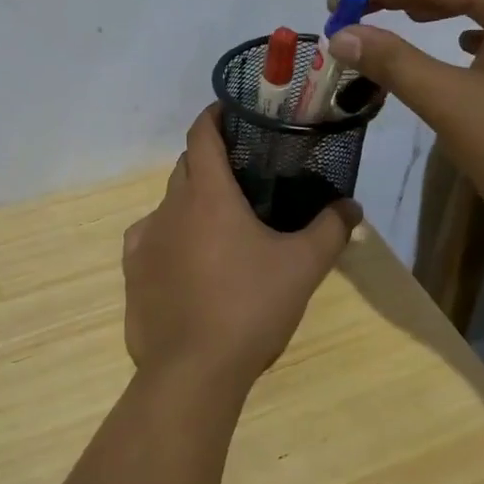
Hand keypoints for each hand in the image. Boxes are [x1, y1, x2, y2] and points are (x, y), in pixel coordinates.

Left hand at [122, 106, 360, 395]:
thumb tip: (351, 206)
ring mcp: (144, 238)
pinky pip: (152, 238)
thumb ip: (330, 229)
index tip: (233, 113)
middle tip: (244, 176)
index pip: (202, 134)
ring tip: (222, 228)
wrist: (192, 371)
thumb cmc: (250, 307)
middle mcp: (169, 206)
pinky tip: (192, 264)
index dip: (215, 116)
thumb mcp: (302, 267)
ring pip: (170, 204)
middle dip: (210, 161)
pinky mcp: (132, 271)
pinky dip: (172, 237)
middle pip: (186, 166)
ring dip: (193, 204)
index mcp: (207, 194)